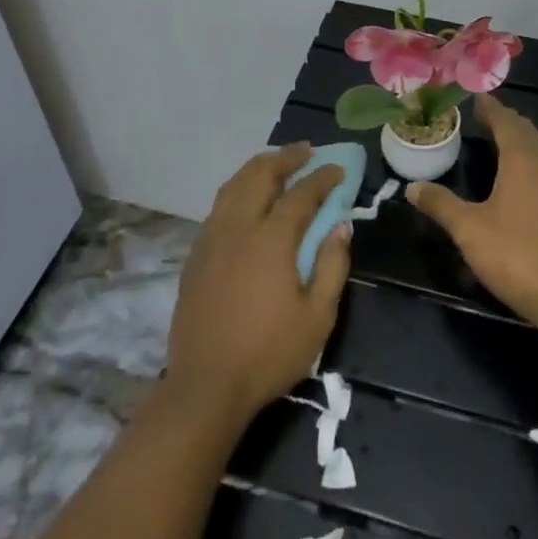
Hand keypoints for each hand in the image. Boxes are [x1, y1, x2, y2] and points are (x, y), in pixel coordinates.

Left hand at [165, 143, 351, 426]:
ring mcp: (211, 238)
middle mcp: (238, 227)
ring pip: (233, 185)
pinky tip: (246, 199)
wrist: (205, 387)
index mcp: (271, 239)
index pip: (301, 194)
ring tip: (276, 164)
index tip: (338, 169)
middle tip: (306, 152)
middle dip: (285, 158)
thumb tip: (342, 226)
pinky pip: (218, 206)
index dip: (322, 178)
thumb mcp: (317, 317)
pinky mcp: (195, 255)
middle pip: (260, 175)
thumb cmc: (268, 354)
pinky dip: (237, 189)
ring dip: (258, 168)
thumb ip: (332, 266)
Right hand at [407, 93, 537, 332]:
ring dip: (518, 140)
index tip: (475, 96)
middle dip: (505, 120)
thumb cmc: (515, 253)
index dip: (490, 107)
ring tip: (496, 141)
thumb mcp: (469, 229)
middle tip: (483, 115)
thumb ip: (441, 204)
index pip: (506, 122)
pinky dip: (526, 161)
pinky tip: (514, 180)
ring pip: (537, 151)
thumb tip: (412, 186)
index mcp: (521, 161)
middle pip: (525, 132)